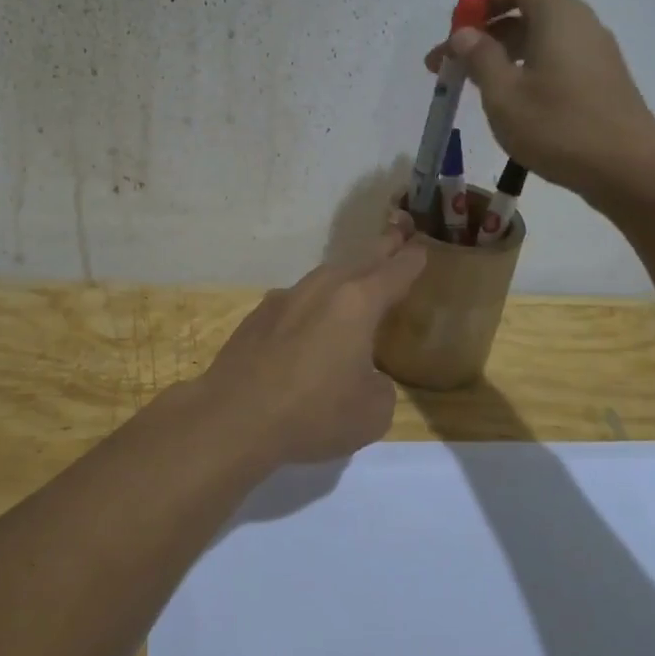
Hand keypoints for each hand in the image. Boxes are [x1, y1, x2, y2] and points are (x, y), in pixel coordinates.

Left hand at [191, 215, 425, 463]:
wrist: (234, 418)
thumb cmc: (313, 414)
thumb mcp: (372, 412)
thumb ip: (380, 386)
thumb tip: (365, 376)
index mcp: (357, 304)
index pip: (394, 272)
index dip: (411, 261)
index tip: (421, 249)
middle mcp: (321, 290)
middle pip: (358, 262)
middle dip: (381, 251)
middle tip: (396, 237)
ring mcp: (284, 299)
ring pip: (323, 277)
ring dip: (344, 274)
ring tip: (355, 279)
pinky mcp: (257, 316)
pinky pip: (296, 299)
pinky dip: (312, 302)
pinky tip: (309, 319)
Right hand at [426, 0, 654, 205]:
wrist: (629, 169)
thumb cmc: (559, 127)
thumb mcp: (504, 94)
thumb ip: (480, 58)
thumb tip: (465, 34)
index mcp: (558, 15)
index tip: (457, 27)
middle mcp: (580, 24)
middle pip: (528, 9)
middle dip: (484, 32)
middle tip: (447, 64)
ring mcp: (595, 53)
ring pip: (540, 38)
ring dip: (501, 54)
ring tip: (471, 86)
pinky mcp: (600, 81)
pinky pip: (555, 59)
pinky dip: (525, 69)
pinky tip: (508, 102)